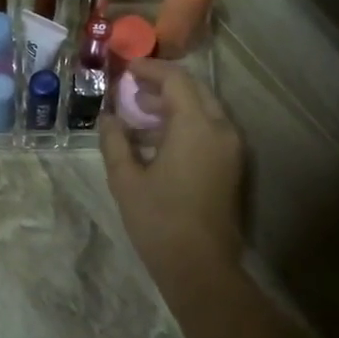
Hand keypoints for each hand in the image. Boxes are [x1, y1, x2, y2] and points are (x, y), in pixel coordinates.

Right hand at [100, 60, 244, 291]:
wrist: (200, 267)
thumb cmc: (159, 221)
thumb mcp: (126, 179)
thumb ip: (115, 141)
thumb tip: (107, 118)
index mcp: (196, 126)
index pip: (176, 80)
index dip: (150, 69)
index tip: (126, 70)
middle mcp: (221, 129)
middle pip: (195, 90)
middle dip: (163, 85)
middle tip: (133, 90)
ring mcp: (230, 149)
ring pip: (204, 110)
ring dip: (174, 105)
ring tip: (140, 115)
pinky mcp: (231, 166)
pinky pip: (209, 130)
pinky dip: (185, 124)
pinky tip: (157, 140)